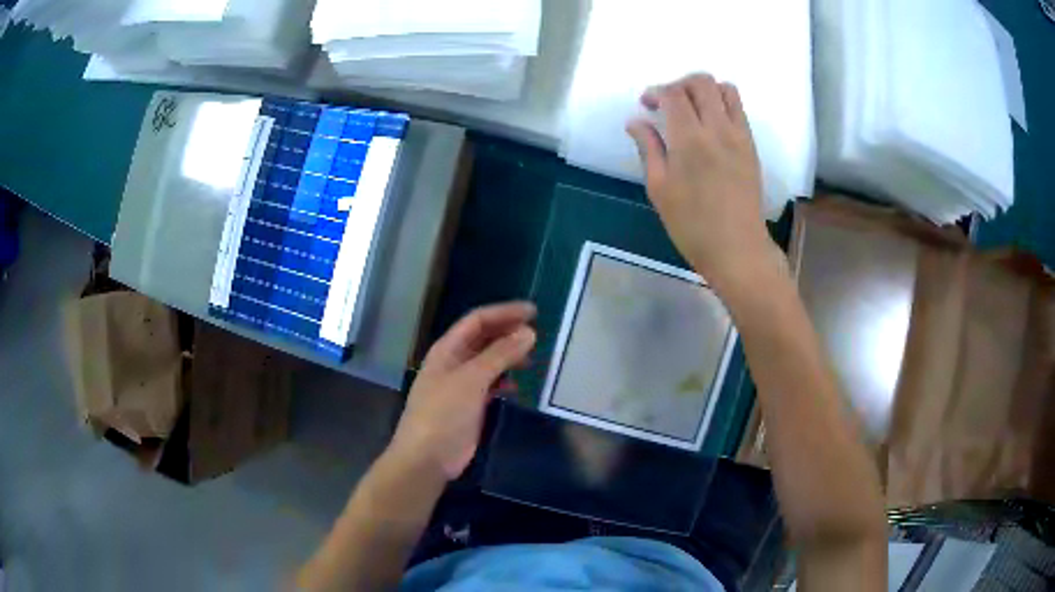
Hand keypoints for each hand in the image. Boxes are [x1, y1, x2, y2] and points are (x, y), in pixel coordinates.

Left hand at [388, 302, 535, 481]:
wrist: (427, 458)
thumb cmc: (444, 413)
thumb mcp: (471, 380)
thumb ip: (500, 355)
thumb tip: (529, 332)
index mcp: (447, 349)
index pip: (477, 320)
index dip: (504, 312)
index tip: (533, 312)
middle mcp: (453, 362)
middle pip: (483, 339)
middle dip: (507, 333)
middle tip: (537, 334)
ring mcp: (460, 385)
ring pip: (488, 362)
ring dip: (508, 356)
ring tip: (532, 359)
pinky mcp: (468, 406)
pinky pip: (489, 384)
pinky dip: (504, 381)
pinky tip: (516, 386)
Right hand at [626, 73, 775, 288]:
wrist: (737, 249)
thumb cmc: (692, 225)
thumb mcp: (659, 189)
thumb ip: (648, 148)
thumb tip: (636, 122)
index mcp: (690, 139)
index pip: (673, 94)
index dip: (656, 92)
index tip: (646, 105)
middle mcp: (718, 128)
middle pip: (701, 82)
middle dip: (679, 84)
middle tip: (668, 104)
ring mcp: (739, 136)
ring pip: (726, 89)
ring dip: (704, 91)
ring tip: (692, 109)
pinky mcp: (751, 146)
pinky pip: (739, 109)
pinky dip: (722, 104)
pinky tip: (710, 126)